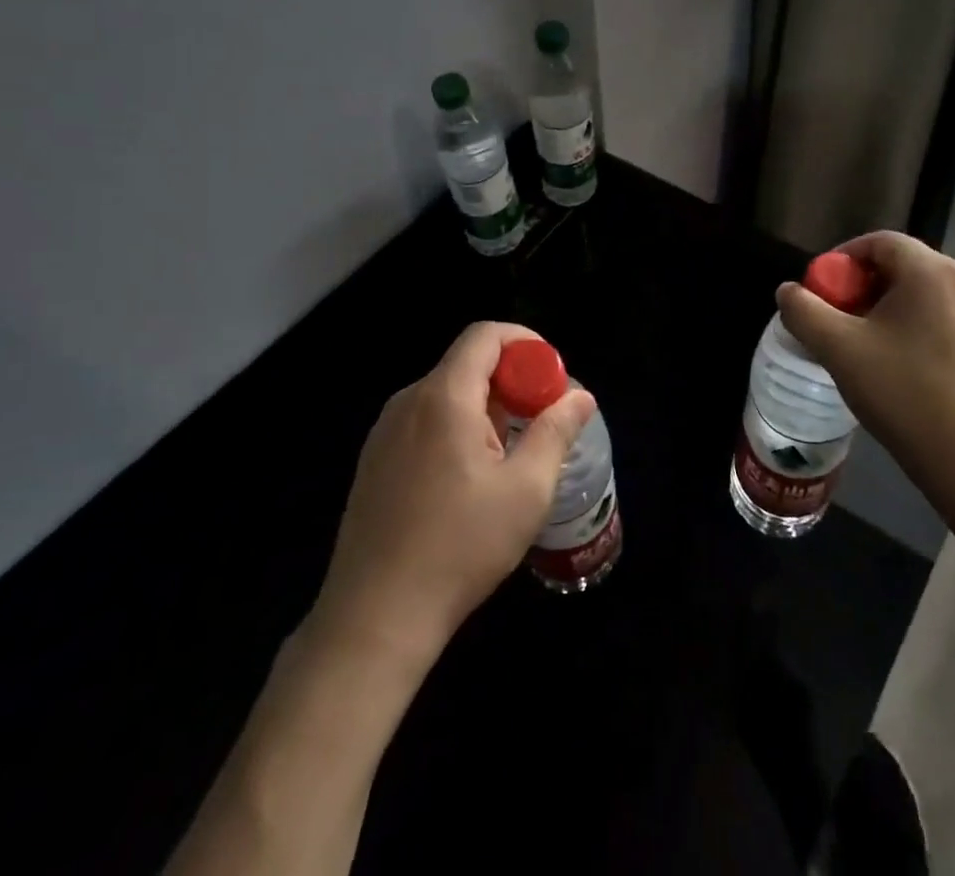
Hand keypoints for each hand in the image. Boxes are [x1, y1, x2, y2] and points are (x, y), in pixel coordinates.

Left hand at [306, 322, 596, 674]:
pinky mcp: (374, 462)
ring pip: (446, 395)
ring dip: (486, 407)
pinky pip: (424, 422)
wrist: (375, 618)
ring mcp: (384, 432)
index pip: (485, 335)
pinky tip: (469, 480)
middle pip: (467, 364)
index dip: (525, 343)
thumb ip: (555, 431)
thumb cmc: (460, 547)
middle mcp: (408, 402)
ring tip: (510, 455)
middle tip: (540, 421)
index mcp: (444, 397)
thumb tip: (580, 396)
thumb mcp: (525, 490)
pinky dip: (457, 428)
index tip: (551, 377)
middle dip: (511, 381)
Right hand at [775, 231, 954, 517]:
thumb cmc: (906, 397)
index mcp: (931, 272)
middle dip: (864, 287)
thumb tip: (788, 291)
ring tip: (868, 347)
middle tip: (839, 321)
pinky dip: (918, 328)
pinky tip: (905, 367)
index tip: (822, 291)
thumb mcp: (839, 351)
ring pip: (925, 295)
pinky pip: (947, 318)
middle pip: (903, 266)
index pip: (878, 242)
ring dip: (890, 309)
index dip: (842, 259)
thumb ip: (804, 312)